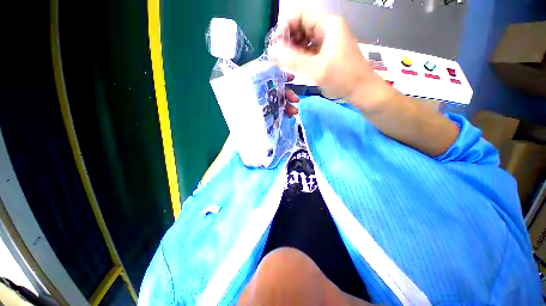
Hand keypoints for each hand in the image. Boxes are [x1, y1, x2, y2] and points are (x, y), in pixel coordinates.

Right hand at [271, 9, 393, 109]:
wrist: (361, 90)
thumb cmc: (342, 78)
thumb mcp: (316, 68)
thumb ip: (293, 59)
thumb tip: (271, 52)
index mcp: (328, 24)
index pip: (300, 14)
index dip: (285, 26)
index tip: (276, 45)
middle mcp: (327, 28)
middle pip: (301, 25)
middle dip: (288, 39)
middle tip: (280, 57)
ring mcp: (327, 40)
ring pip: (304, 38)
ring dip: (293, 48)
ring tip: (286, 62)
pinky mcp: (327, 52)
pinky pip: (309, 49)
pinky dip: (300, 55)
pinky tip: (295, 64)